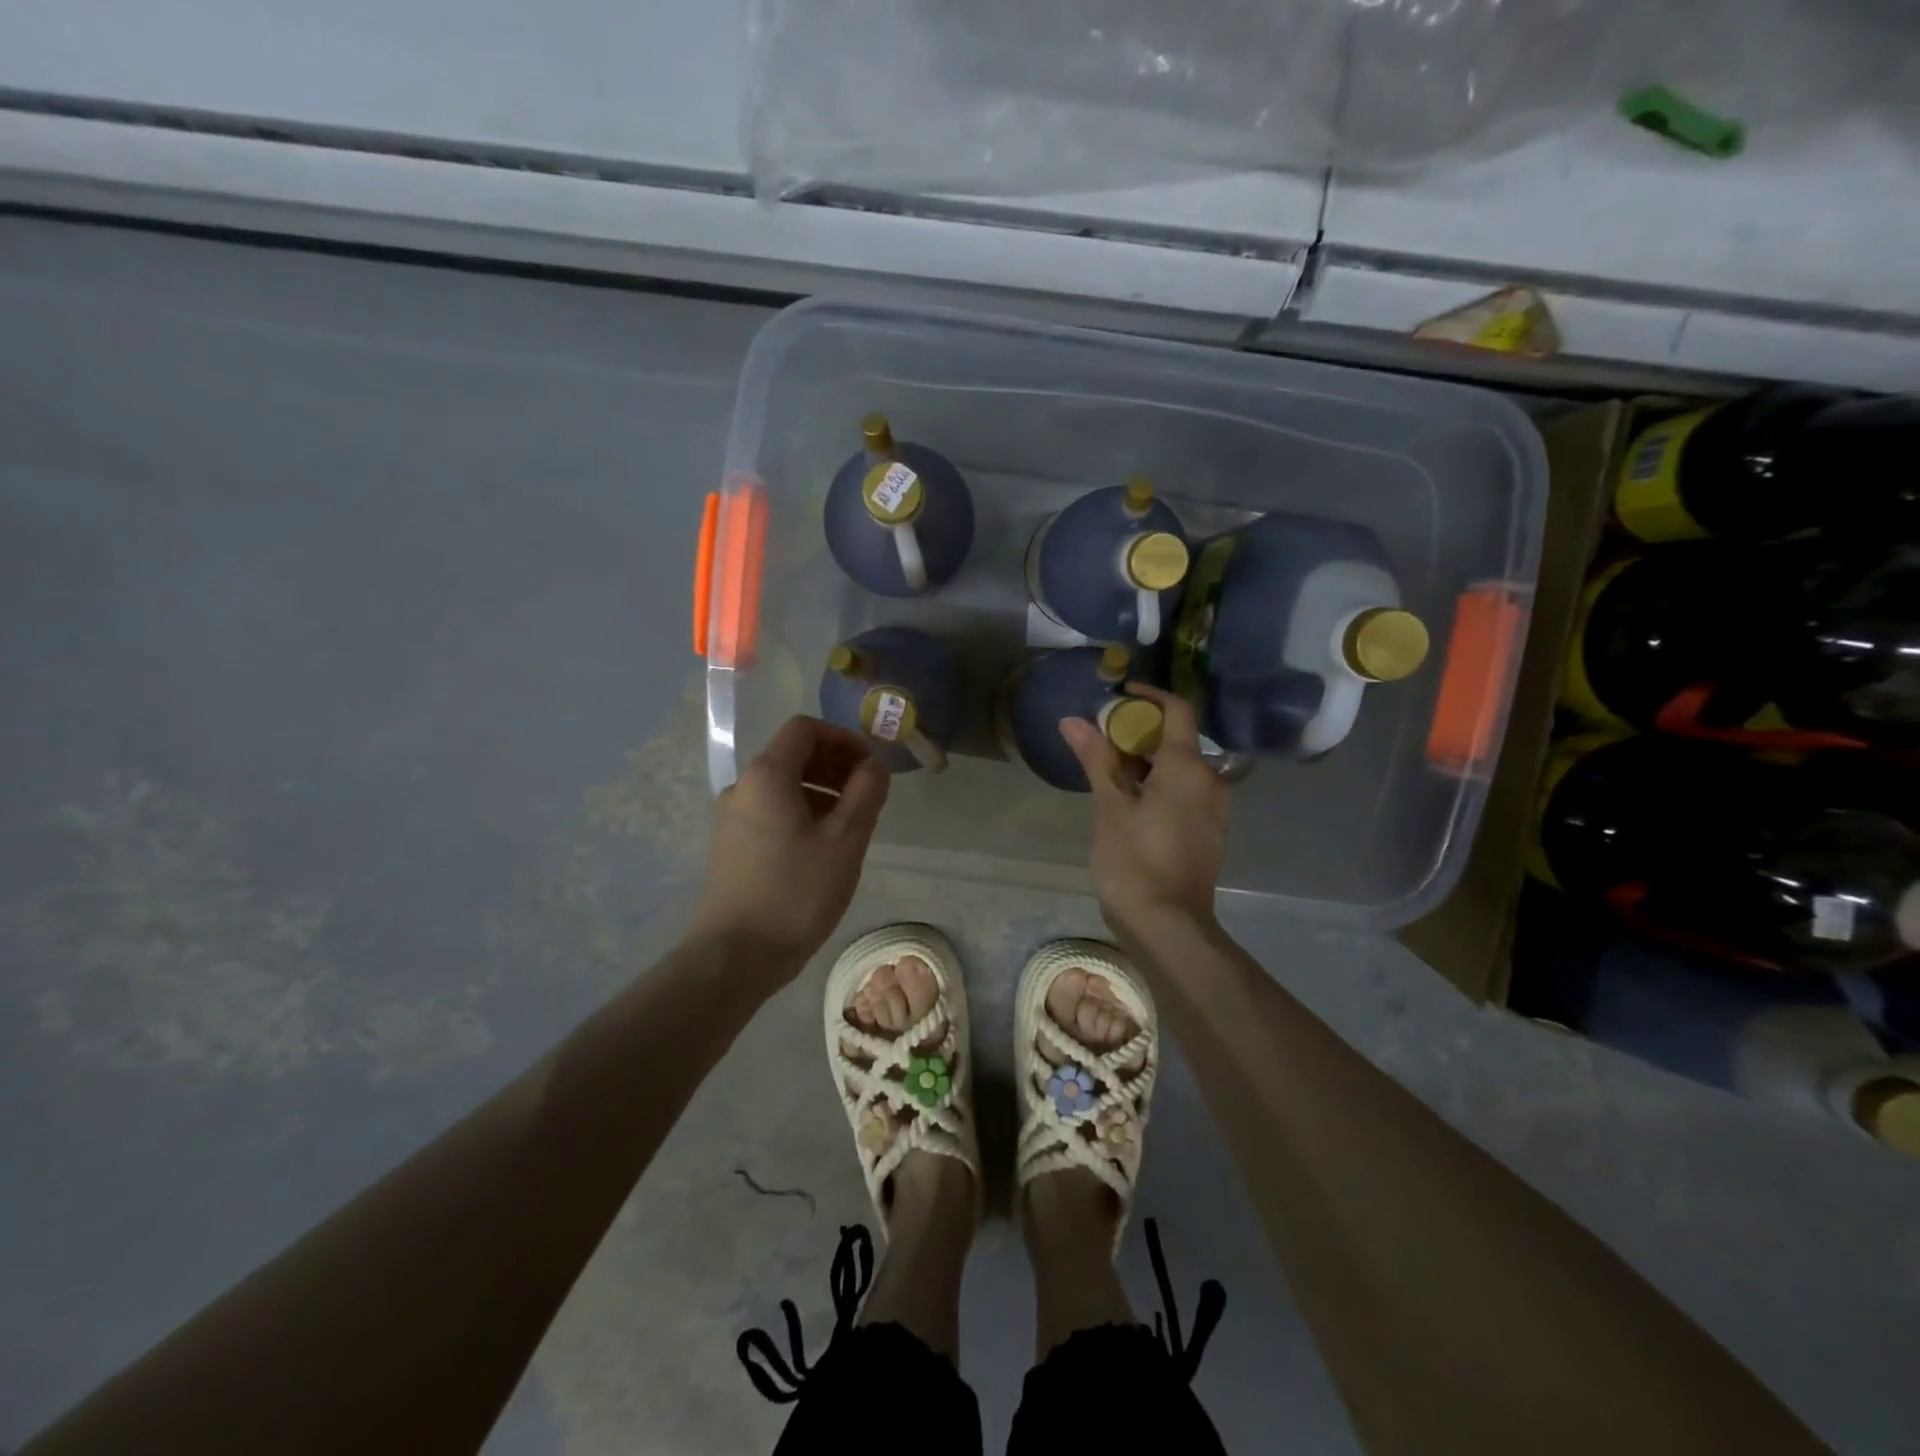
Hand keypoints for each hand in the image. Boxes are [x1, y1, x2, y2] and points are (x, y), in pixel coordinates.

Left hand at [690, 716, 889, 974]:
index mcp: (766, 775)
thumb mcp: (845, 839)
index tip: (870, 766)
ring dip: (822, 791)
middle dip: (835, 765)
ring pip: (783, 786)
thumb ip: (866, 792)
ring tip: (851, 824)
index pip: (804, 729)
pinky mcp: (732, 845)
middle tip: (867, 794)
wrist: (736, 955)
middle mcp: (743, 787)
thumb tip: (873, 765)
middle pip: (793, 755)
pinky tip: (823, 847)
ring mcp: (732, 818)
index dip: (842, 738)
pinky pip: (772, 811)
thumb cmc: (796, 892)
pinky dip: (803, 813)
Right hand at [1060, 684, 1230, 938]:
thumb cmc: (1135, 861)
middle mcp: (1211, 780)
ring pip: (1182, 767)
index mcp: (1189, 767)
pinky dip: (1161, 783)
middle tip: (1103, 739)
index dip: (1149, 696)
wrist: (1169, 926)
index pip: (1177, 710)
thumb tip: (1074, 721)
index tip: (1119, 695)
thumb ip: (1097, 759)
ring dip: (1149, 760)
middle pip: (1178, 739)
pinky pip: (1187, 791)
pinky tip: (1131, 801)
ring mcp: (1215, 808)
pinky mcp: (1211, 830)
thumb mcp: (1110, 807)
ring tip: (1110, 771)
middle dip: (1141, 732)